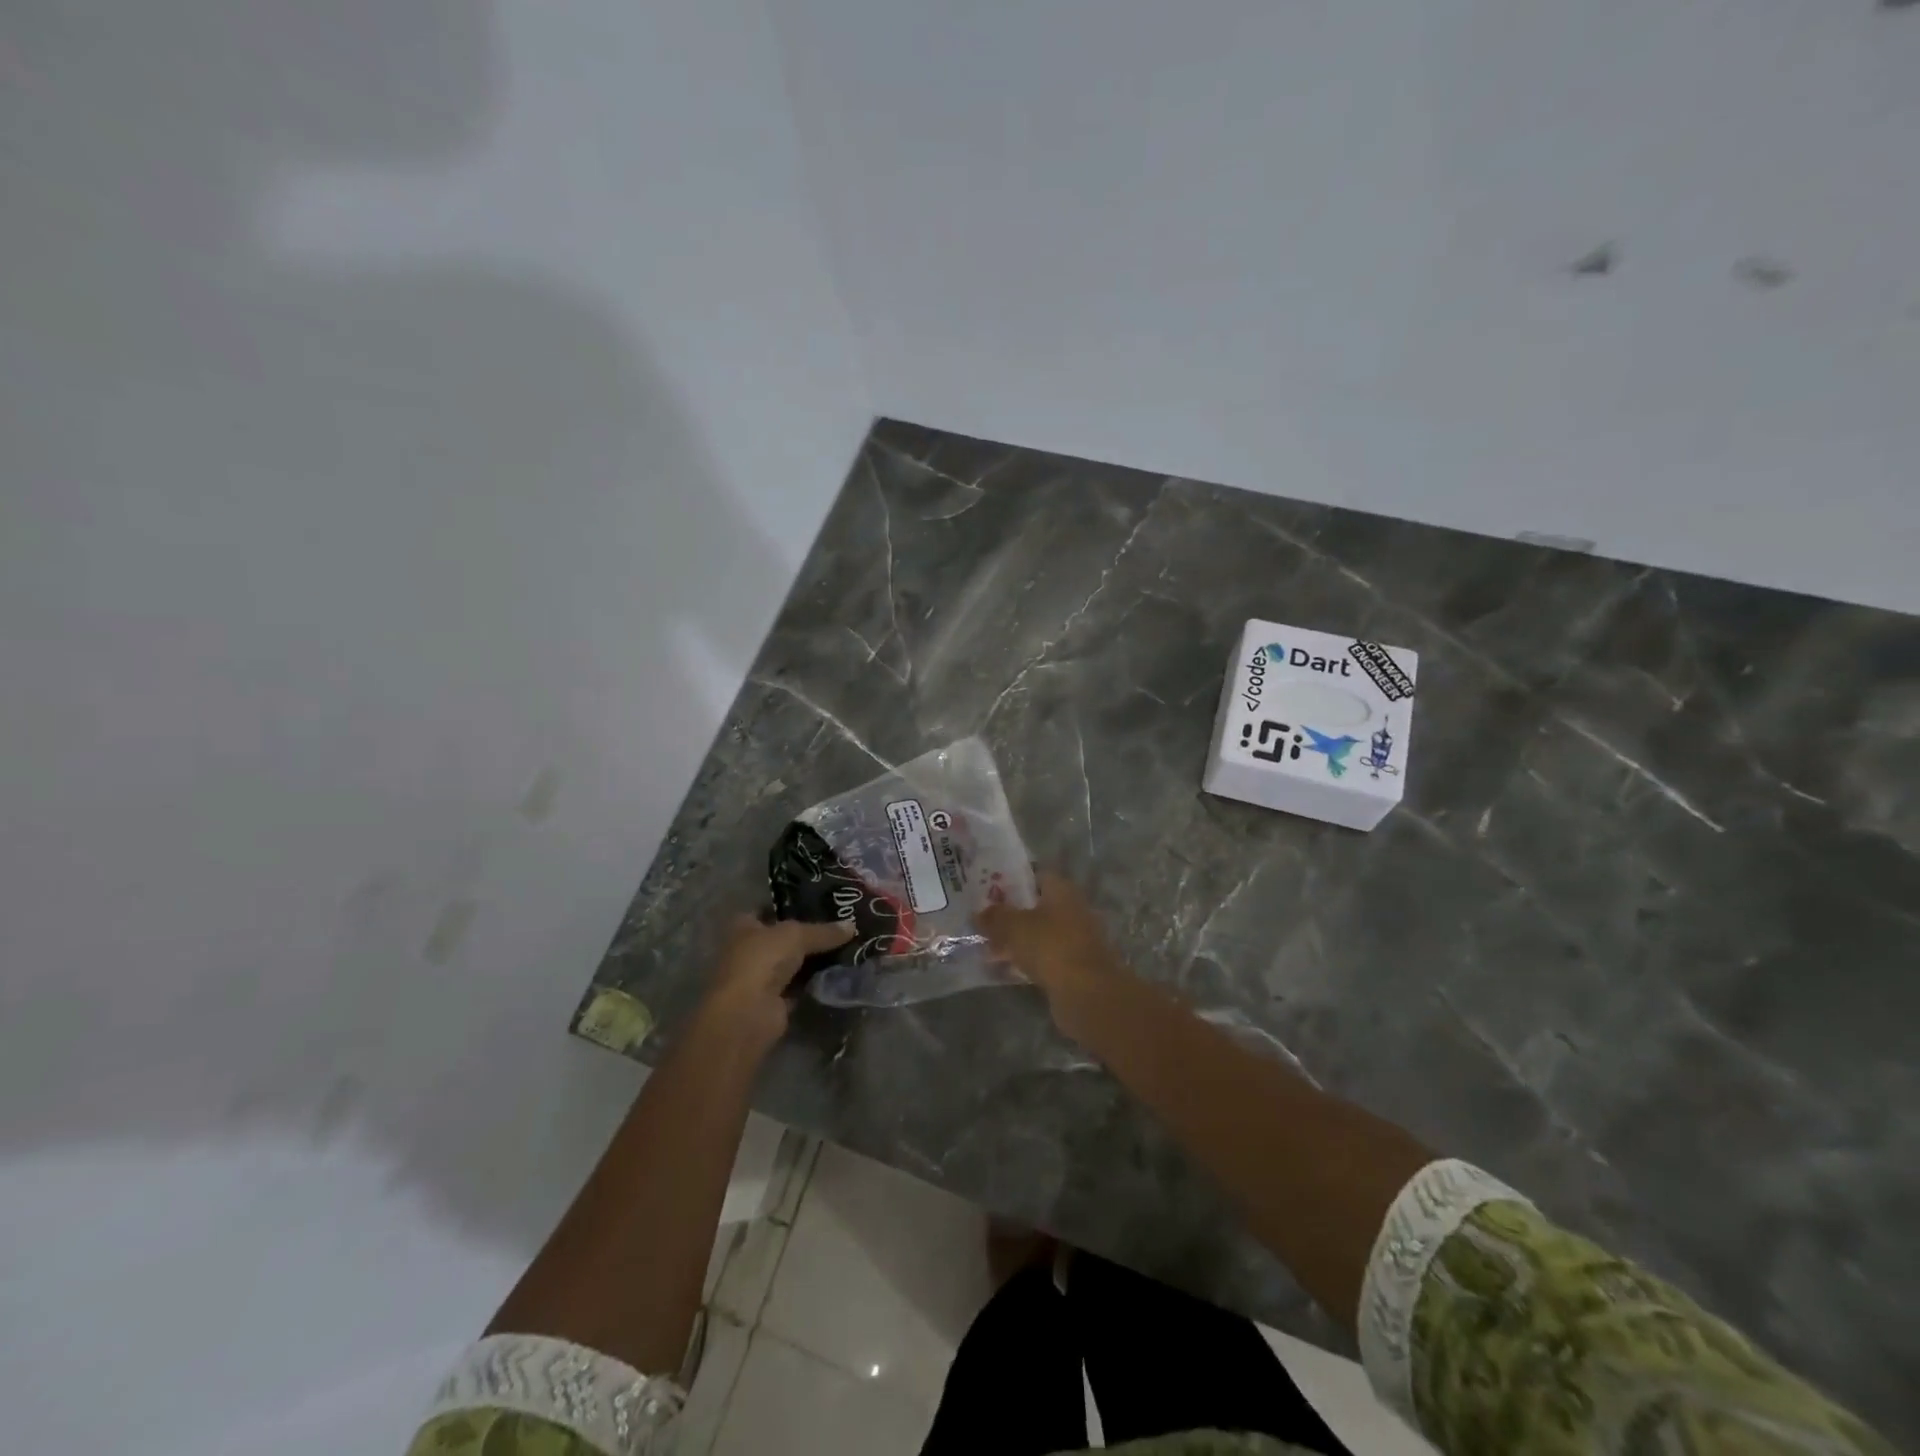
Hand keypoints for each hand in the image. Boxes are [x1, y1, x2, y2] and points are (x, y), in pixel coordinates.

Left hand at [698, 915, 854, 1050]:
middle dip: (810, 934)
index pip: (770, 910)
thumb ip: (823, 931)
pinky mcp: (776, 1001)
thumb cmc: (762, 960)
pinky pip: (801, 986)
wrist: (749, 1013)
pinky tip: (840, 973)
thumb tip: (852, 926)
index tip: (822, 903)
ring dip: (816, 959)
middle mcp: (750, 950)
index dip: (793, 905)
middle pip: (785, 938)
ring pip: (794, 963)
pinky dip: (816, 982)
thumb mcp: (796, 935)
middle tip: (843, 925)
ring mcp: (762, 977)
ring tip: (849, 946)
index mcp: (744, 926)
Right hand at [977, 873, 1122, 1035]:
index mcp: (1062, 890)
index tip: (988, 892)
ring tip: (988, 949)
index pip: (1035, 876)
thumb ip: (994, 917)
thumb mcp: (1013, 927)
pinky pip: (1045, 957)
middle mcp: (1073, 909)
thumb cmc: (1050, 946)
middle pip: (1036, 907)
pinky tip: (1006, 969)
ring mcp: (1077, 939)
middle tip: (983, 922)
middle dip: (1011, 915)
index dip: (1011, 882)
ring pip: (1040, 934)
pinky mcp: (1075, 966)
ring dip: (1017, 940)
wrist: (1087, 993)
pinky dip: (1027, 960)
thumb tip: (978, 913)